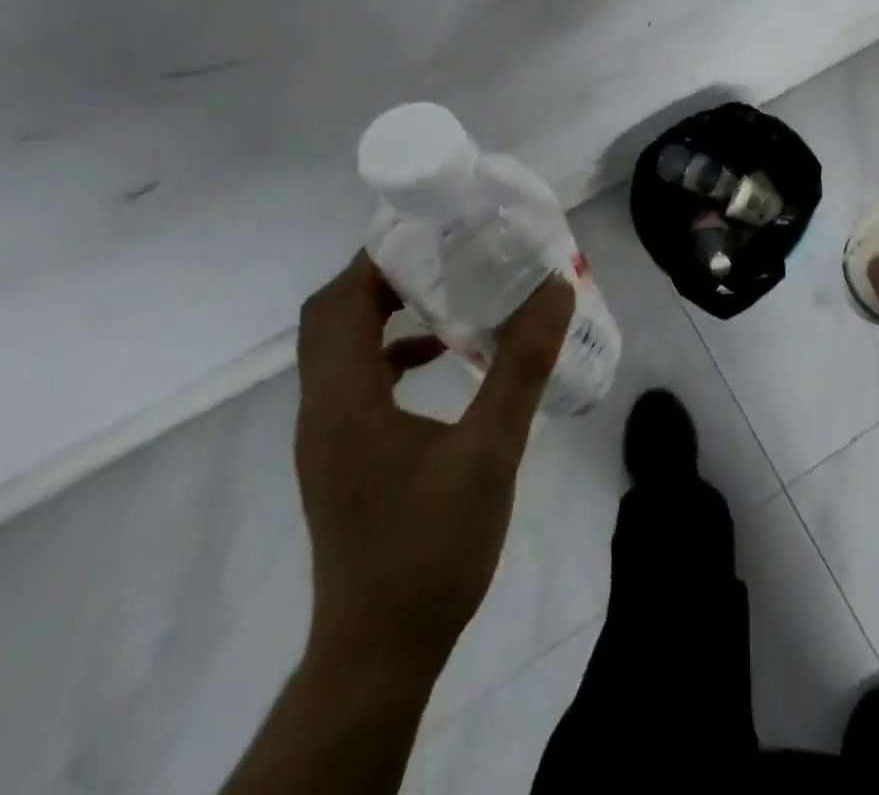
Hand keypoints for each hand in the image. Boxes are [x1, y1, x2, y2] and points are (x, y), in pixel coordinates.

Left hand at [293, 252, 573, 676]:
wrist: (382, 650)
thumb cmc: (432, 545)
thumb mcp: (491, 449)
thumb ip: (522, 365)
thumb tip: (555, 289)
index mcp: (344, 399)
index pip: (339, 301)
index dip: (377, 256)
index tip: (431, 228)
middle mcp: (323, 409)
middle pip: (333, 317)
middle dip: (383, 275)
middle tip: (445, 251)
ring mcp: (328, 436)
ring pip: (342, 348)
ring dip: (386, 312)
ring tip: (449, 290)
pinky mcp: (343, 456)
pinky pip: (358, 381)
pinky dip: (393, 353)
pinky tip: (444, 359)